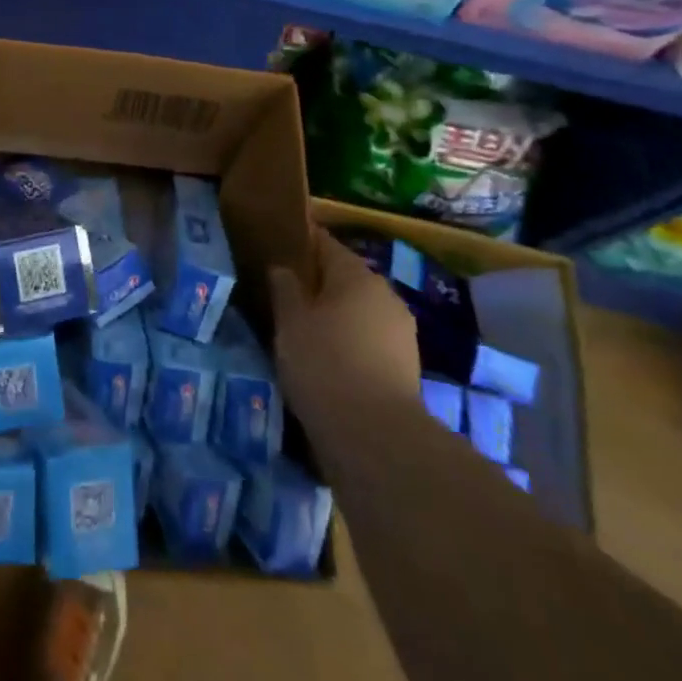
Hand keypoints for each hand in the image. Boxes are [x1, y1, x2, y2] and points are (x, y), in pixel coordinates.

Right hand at [269, 226, 419, 420]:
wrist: (375, 437)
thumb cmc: (324, 364)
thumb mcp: (290, 321)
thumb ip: (285, 288)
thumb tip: (283, 268)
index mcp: (357, 275)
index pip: (325, 243)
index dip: (299, 244)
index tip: (276, 250)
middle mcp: (385, 295)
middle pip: (345, 278)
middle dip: (317, 284)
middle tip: (283, 295)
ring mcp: (401, 332)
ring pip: (358, 311)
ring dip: (334, 316)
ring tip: (302, 330)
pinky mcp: (406, 367)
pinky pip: (368, 340)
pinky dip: (348, 343)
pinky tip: (326, 360)